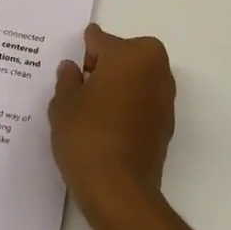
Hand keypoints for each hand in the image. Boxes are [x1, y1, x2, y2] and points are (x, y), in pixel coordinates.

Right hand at [50, 24, 175, 228]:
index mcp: (129, 55)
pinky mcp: (167, 123)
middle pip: (127, 53)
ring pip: (139, 76)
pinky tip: (108, 122)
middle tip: (83, 82)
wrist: (119, 189)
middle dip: (108, 62)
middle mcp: (154, 69)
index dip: (84, 48)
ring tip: (93, 104)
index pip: (101, 40)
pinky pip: (144, 100)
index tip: (73, 59)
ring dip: (121, 82)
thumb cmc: (86, 136)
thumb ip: (67, 80)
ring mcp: (165, 97)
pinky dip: (129, 103)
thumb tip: (71, 68)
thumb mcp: (63, 105)